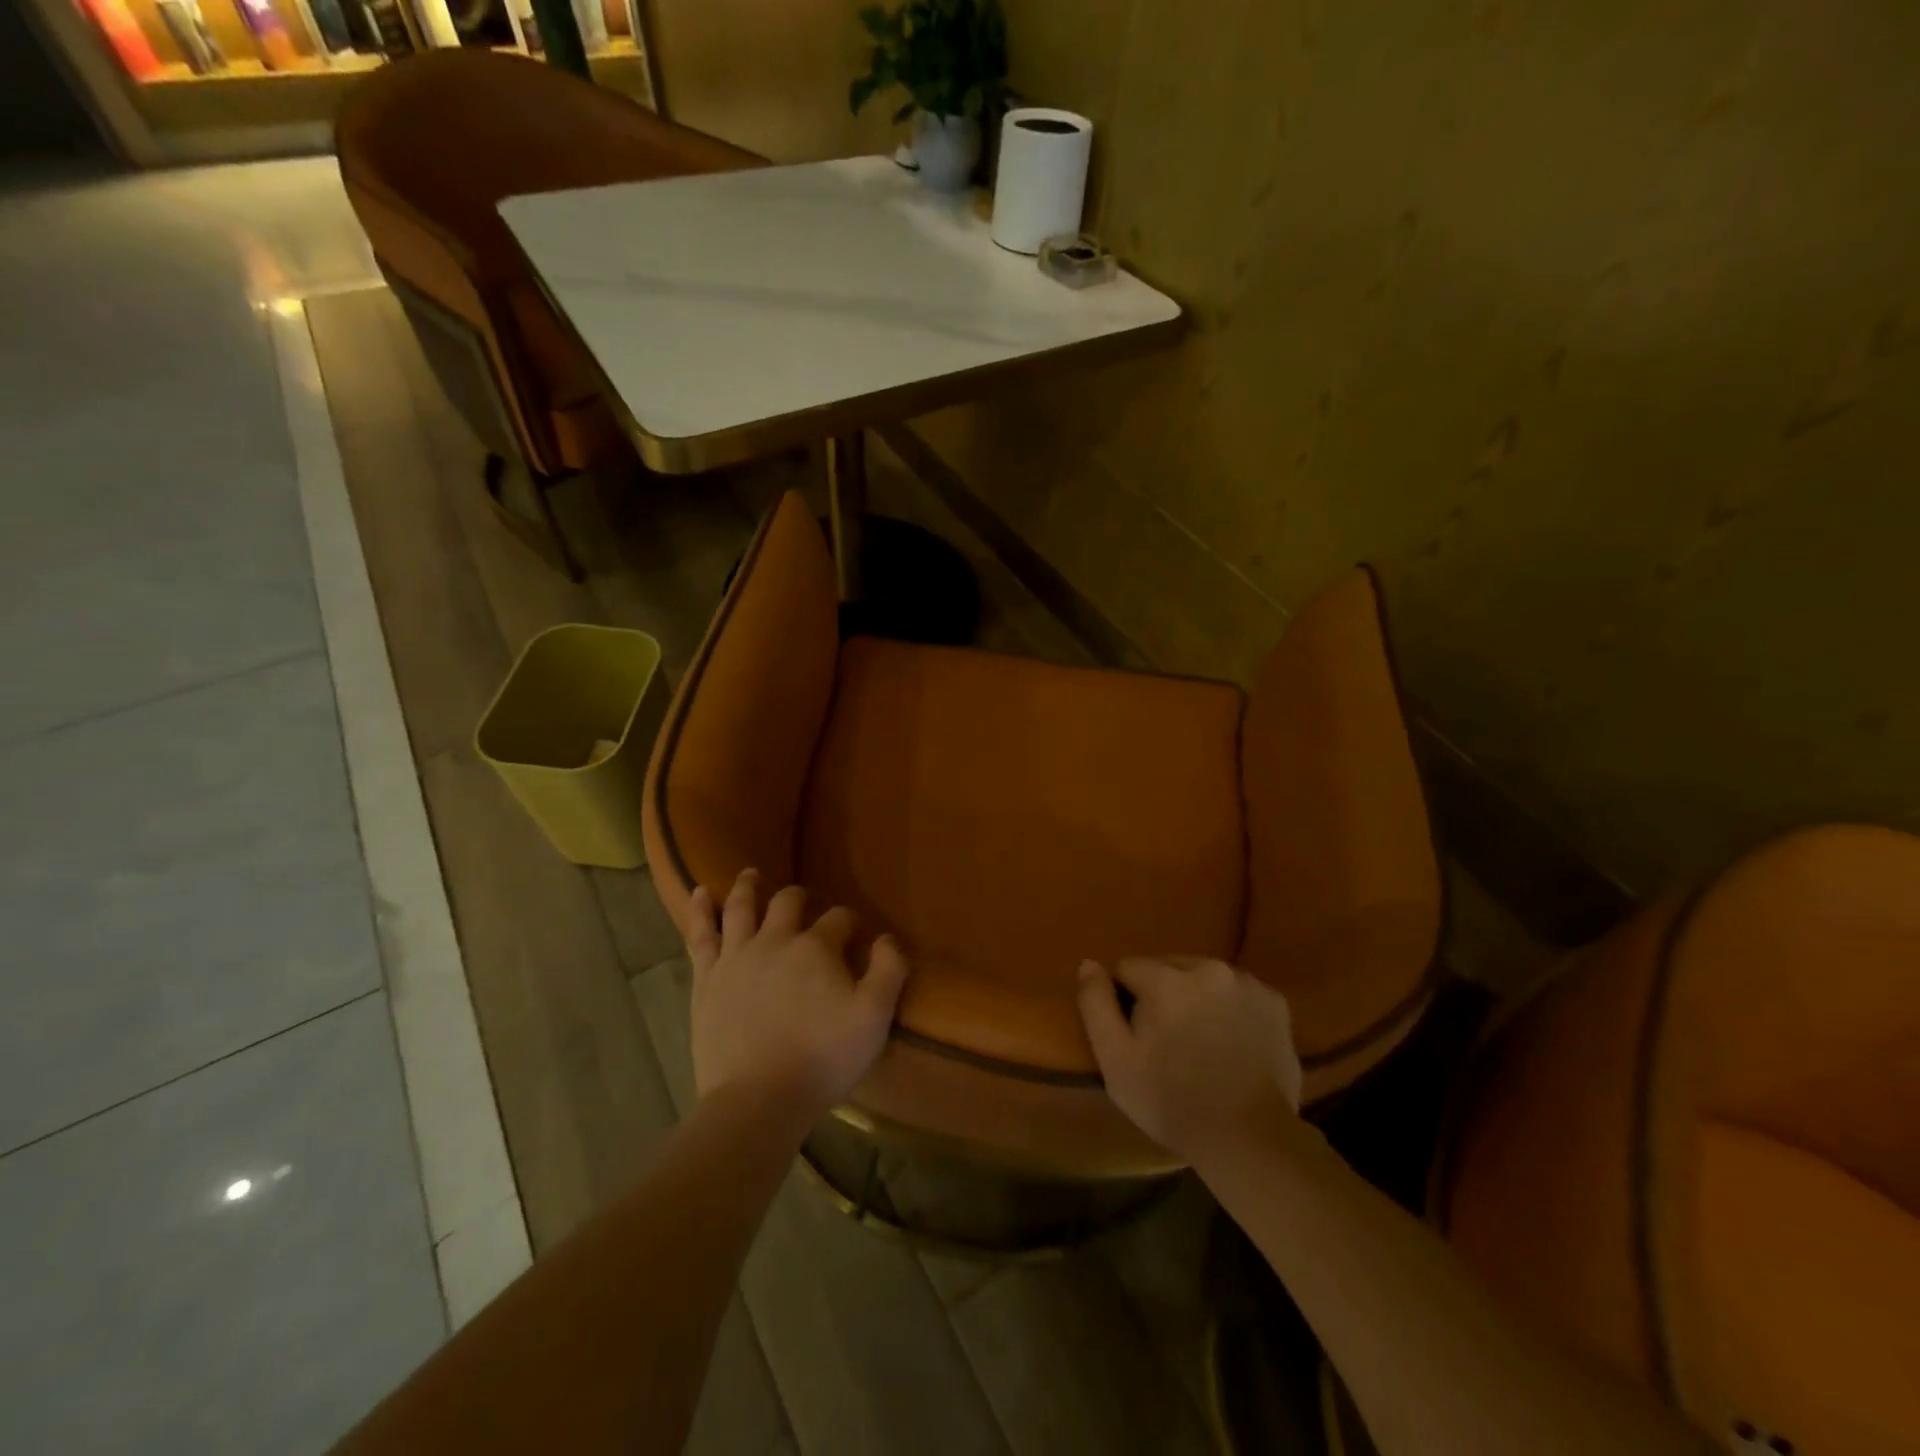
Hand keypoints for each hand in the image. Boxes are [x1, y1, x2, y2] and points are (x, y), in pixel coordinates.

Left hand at [686, 869, 909, 1118]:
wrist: (757, 1100)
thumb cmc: (822, 1059)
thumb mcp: (874, 1018)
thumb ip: (888, 972)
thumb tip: (888, 938)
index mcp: (816, 948)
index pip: (839, 919)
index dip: (850, 922)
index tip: (857, 933)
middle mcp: (775, 941)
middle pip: (788, 903)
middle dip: (800, 897)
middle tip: (804, 899)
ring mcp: (736, 958)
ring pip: (741, 908)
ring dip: (748, 887)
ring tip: (750, 874)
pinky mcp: (707, 980)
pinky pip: (701, 935)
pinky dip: (701, 910)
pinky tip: (700, 892)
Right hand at [1076, 956, 1302, 1160]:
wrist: (1250, 1139)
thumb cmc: (1172, 1101)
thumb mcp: (1115, 1060)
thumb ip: (1095, 1004)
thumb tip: (1089, 964)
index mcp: (1166, 978)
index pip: (1127, 968)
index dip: (1124, 1000)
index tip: (1135, 1035)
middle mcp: (1208, 968)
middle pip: (1167, 966)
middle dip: (1161, 993)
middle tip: (1167, 1040)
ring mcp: (1246, 983)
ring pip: (1204, 976)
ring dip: (1196, 996)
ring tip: (1200, 1042)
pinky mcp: (1275, 1002)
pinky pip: (1237, 992)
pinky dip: (1229, 1007)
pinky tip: (1230, 1041)